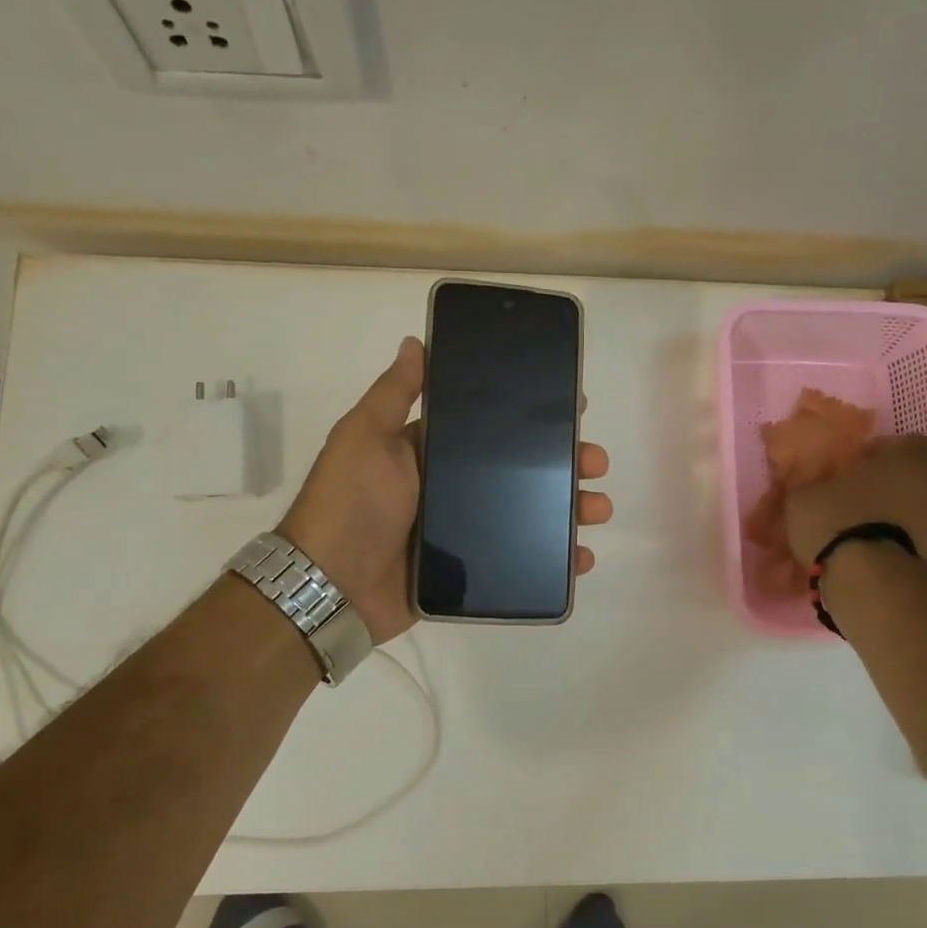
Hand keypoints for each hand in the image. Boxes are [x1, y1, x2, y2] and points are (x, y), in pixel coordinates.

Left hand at [278, 337, 613, 643]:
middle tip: (595, 462)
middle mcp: (450, 487)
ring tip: (597, 508)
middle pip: (519, 471)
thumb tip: (416, 341)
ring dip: (567, 509)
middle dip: (562, 464)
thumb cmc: (349, 504)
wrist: (330, 587)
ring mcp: (462, 532)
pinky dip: (554, 560)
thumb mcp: (364, 437)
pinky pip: (520, 561)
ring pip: (527, 514)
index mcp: (430, 452)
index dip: (531, 419)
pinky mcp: (469, 572)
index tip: (572, 409)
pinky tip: (582, 556)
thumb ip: (394, 394)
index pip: (491, 428)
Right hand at [782, 433, 926, 567]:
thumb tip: (811, 486)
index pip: (911, 443)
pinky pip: (909, 545)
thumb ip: (813, 485)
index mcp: (903, 462)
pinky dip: (891, 549)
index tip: (862, 463)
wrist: (867, 579)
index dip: (888, 451)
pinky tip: (864, 560)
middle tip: (857, 499)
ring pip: (914, 515)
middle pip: (914, 482)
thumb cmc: (837, 520)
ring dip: (892, 521)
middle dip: (890, 489)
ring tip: (858, 535)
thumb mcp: (804, 497)